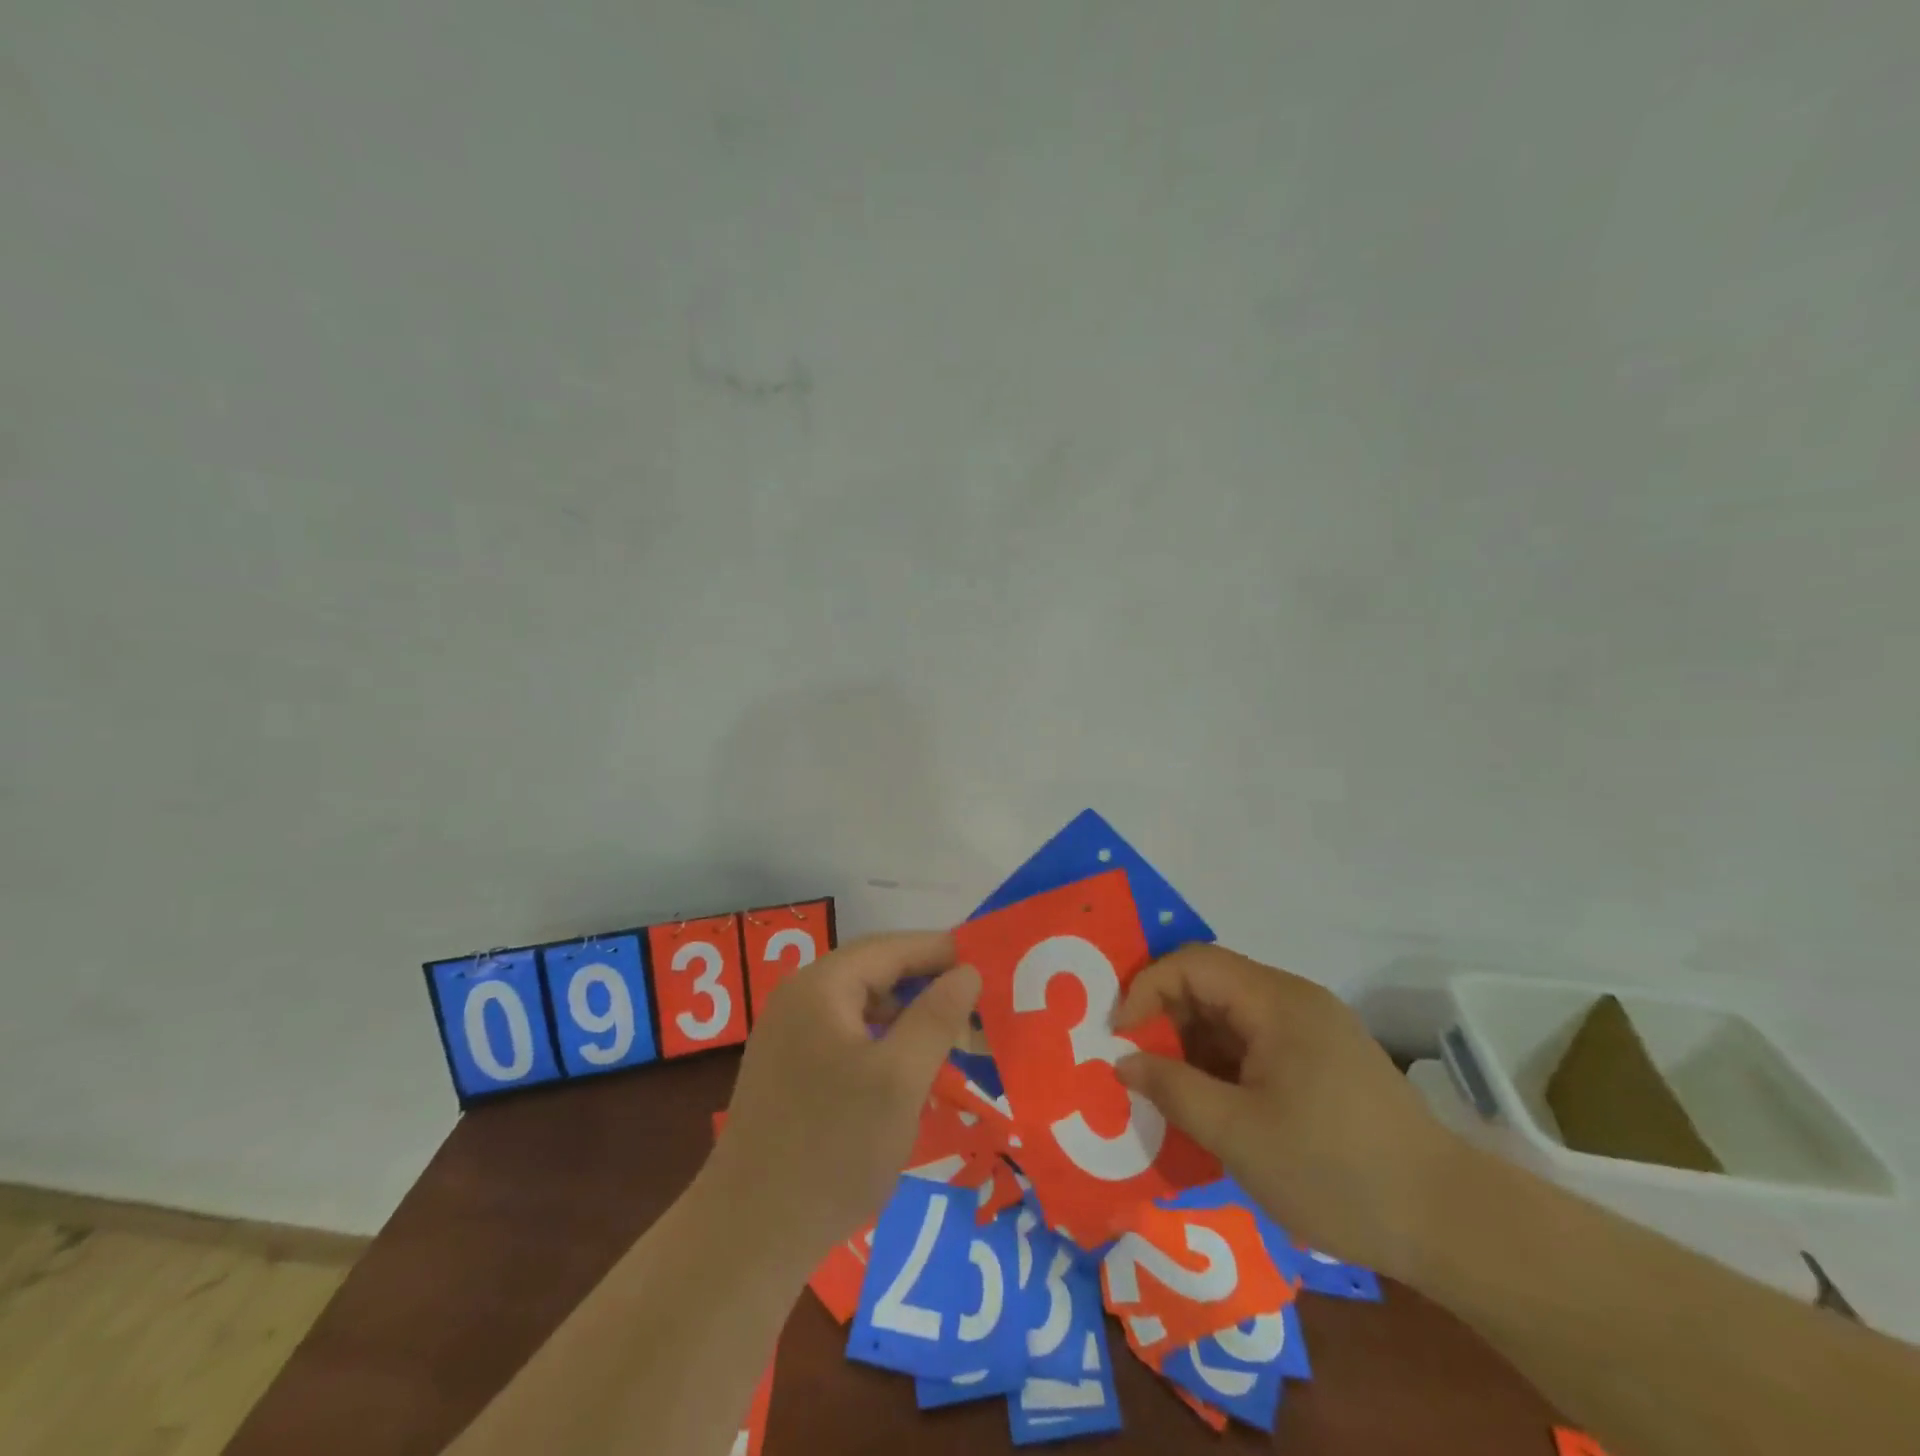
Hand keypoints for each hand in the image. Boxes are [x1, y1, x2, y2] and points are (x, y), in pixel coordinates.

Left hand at [702, 931, 980, 1269]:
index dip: (941, 951)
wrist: (748, 1235)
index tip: (988, 965)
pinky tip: (905, 1070)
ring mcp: (787, 1034)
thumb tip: (967, 971)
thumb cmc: (833, 1148)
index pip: (891, 947)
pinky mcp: (786, 1069)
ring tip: (949, 1038)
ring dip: (905, 1015)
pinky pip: (844, 1035)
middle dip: (926, 984)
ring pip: (861, 1006)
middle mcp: (798, 998)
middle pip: (874, 972)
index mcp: (820, 986)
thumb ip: (936, 1017)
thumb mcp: (900, 1080)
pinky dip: (881, 1041)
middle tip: (976, 1005)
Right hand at [1114, 944, 1456, 1277]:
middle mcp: (1293, 1000)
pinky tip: (1210, 1104)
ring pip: (1231, 1016)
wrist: (1450, 1222)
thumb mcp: (1238, 1134)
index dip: (1146, 989)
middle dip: (1164, 1018)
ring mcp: (1312, 1030)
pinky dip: (1222, 1063)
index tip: (1119, 1037)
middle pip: (1210, 984)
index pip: (1192, 964)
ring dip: (1191, 1044)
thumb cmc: (1335, 1170)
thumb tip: (1123, 1061)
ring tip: (1166, 1090)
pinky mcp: (1323, 1060)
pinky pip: (1255, 1043)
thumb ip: (1172, 1089)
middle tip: (1135, 1065)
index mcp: (1276, 1001)